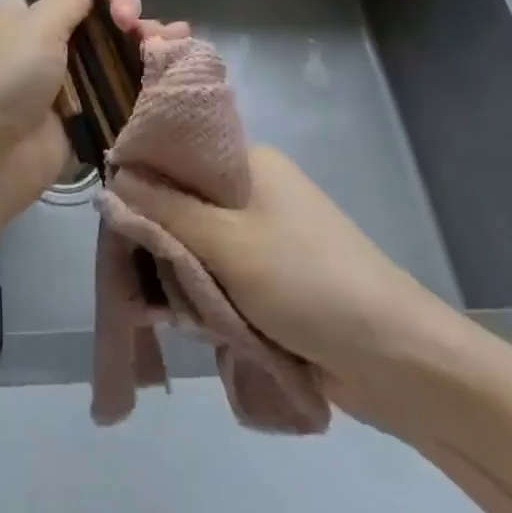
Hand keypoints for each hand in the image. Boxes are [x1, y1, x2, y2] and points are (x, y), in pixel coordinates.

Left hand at [0, 0, 186, 226]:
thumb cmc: (6, 78)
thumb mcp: (37, 26)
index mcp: (26, 11)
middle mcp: (48, 38)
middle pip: (98, 13)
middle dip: (122, 9)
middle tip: (127, 21)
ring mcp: (70, 76)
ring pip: (115, 47)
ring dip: (142, 37)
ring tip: (169, 38)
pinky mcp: (88, 109)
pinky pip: (121, 82)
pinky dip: (147, 70)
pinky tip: (177, 57)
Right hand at [116, 146, 467, 431]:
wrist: (398, 361)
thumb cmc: (308, 282)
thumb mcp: (226, 241)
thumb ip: (164, 210)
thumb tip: (114, 175)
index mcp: (248, 162)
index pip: (178, 151)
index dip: (141, 174)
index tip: (113, 210)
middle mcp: (254, 190)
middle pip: (183, 200)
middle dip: (158, 236)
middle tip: (136, 271)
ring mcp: (264, 236)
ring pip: (198, 243)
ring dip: (180, 273)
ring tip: (165, 306)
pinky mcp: (272, 279)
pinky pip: (219, 275)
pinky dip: (204, 295)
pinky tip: (189, 322)